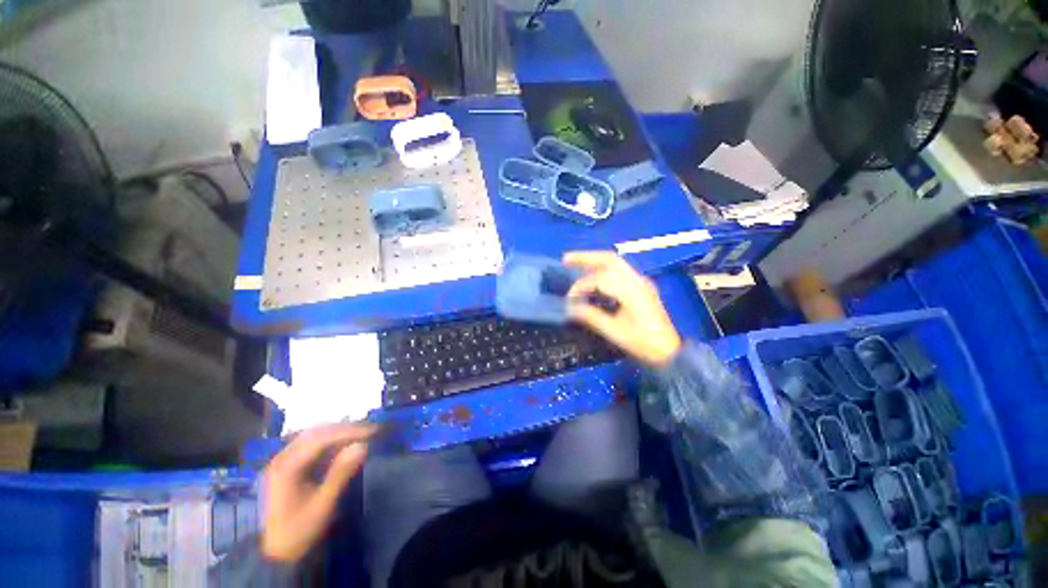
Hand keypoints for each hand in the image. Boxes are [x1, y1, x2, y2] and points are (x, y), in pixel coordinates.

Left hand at [260, 422, 376, 562]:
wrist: (279, 553)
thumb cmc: (300, 530)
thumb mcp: (323, 505)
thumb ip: (341, 473)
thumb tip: (364, 445)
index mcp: (286, 467)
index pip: (321, 439)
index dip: (349, 431)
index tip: (373, 431)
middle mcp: (282, 458)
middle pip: (318, 432)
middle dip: (346, 429)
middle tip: (372, 430)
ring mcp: (285, 460)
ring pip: (316, 435)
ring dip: (341, 432)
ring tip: (364, 434)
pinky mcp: (291, 465)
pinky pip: (314, 444)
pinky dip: (333, 441)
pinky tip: (348, 444)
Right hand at [564, 251, 681, 366]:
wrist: (669, 350)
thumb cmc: (643, 343)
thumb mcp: (615, 332)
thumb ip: (591, 316)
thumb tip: (570, 307)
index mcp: (632, 291)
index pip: (601, 279)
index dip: (582, 286)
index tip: (569, 298)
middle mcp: (637, 280)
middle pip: (609, 259)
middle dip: (586, 257)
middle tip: (566, 259)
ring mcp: (641, 281)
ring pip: (615, 263)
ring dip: (594, 261)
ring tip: (574, 263)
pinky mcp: (640, 286)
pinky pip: (619, 271)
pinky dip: (602, 269)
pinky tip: (591, 275)